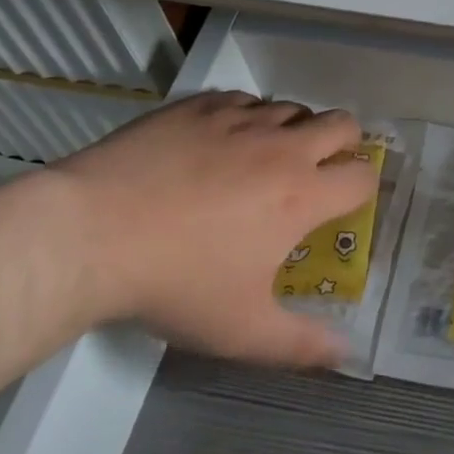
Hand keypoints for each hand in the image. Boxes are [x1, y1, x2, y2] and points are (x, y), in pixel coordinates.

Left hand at [52, 91, 376, 367]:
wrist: (91, 233)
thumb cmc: (175, 283)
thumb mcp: (240, 330)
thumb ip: (300, 343)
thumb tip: (345, 354)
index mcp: (303, 195)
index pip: (362, 176)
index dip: (362, 189)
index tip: (344, 205)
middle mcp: (283, 147)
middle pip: (343, 123)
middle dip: (345, 142)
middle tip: (320, 168)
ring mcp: (241, 118)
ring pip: (292, 108)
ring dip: (293, 129)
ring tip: (266, 157)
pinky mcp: (202, 105)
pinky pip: (243, 99)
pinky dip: (246, 116)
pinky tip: (220, 141)